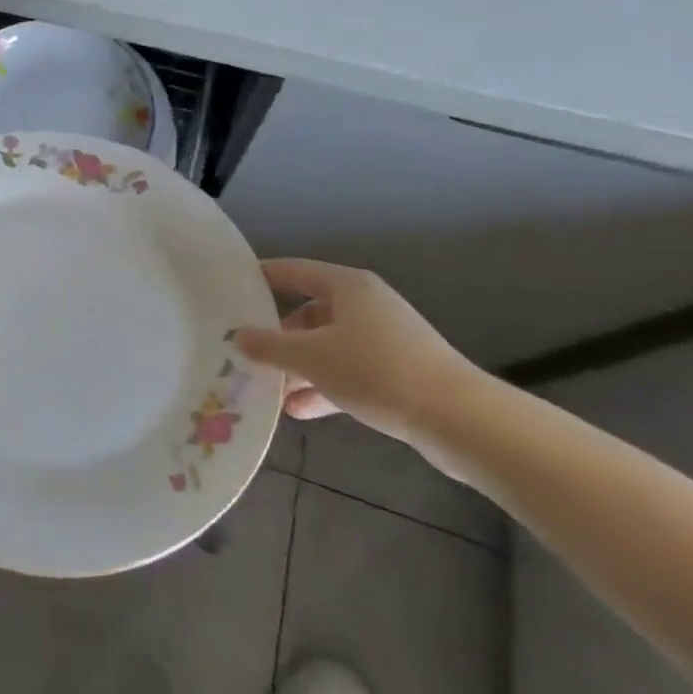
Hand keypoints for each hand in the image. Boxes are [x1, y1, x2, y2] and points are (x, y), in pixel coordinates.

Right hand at [233, 259, 483, 461]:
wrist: (462, 422)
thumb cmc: (377, 372)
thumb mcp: (311, 358)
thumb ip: (269, 346)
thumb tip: (238, 336)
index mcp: (347, 286)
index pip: (292, 271)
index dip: (260, 279)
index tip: (230, 291)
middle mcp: (366, 304)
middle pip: (309, 311)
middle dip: (278, 335)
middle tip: (247, 351)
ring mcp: (386, 339)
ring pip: (328, 345)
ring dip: (300, 367)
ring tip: (270, 389)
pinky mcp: (400, 371)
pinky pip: (350, 370)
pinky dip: (325, 386)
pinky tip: (301, 410)